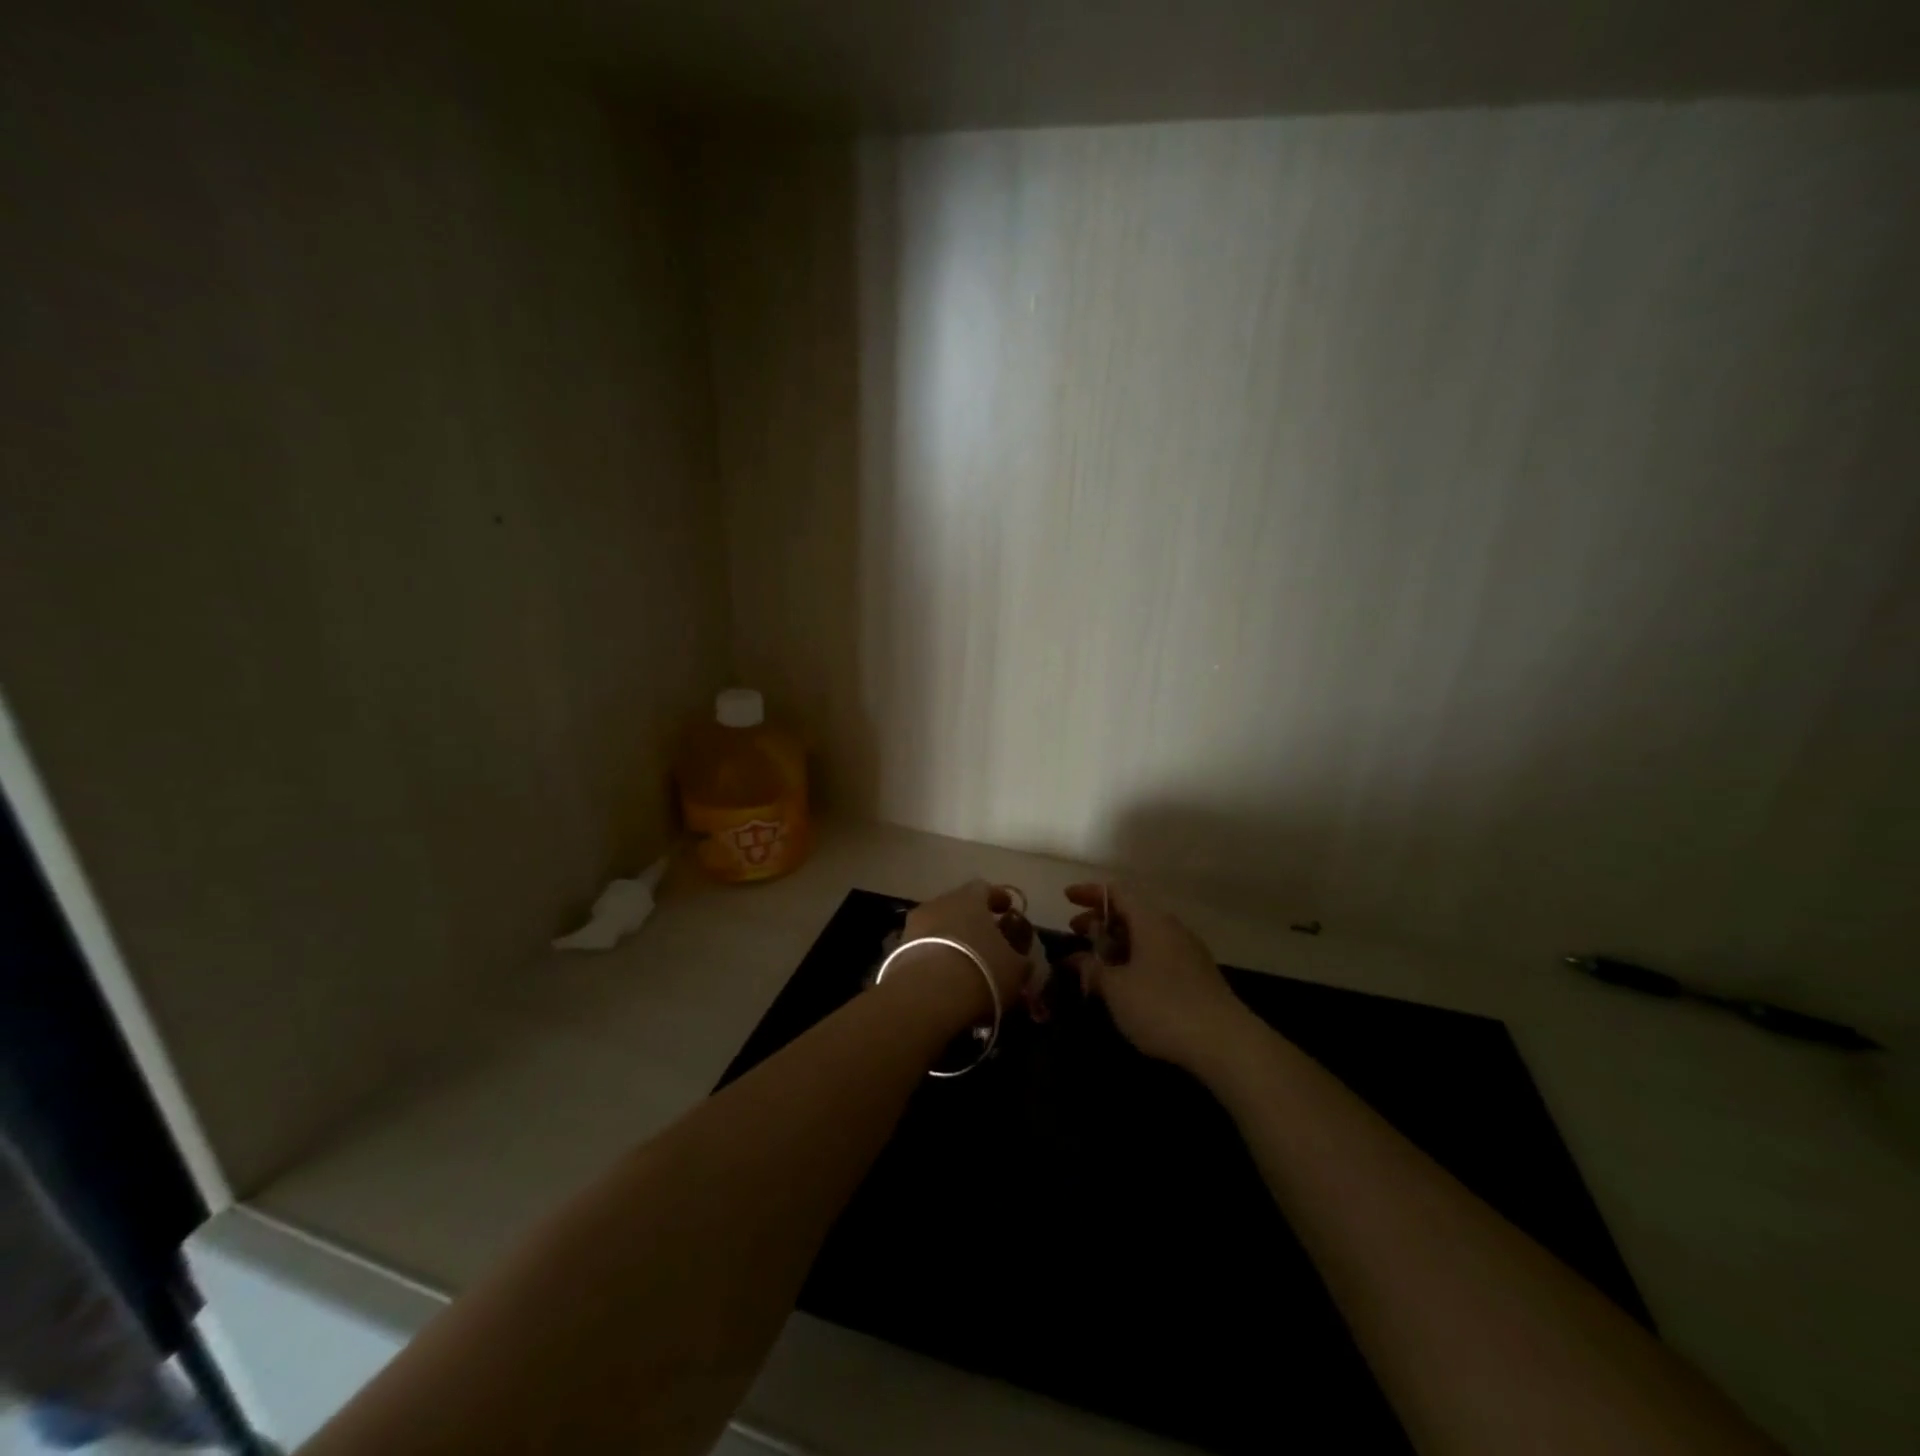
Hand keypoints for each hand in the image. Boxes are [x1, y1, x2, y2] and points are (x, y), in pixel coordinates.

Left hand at [884, 880, 1034, 1025]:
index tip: (1008, 911)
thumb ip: (1021, 958)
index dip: (998, 899)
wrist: (928, 994)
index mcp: (970, 897)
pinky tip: (944, 977)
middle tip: (986, 940)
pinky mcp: (898, 949)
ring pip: (938, 926)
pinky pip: (922, 947)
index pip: (985, 888)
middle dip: (972, 920)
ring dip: (951, 938)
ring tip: (965, 962)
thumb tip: (1022, 958)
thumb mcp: (1016, 968)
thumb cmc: (981, 969)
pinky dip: (935, 956)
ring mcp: (914, 924)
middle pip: (958, 905)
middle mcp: (939, 902)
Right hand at [1066, 882, 1250, 1070]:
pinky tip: (1125, 984)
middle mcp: (1170, 928)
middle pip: (1131, 913)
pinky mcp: (1197, 976)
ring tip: (1096, 963)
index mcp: (1150, 920)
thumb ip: (1092, 969)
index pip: (1116, 892)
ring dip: (1117, 944)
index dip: (1089, 893)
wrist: (1225, 1043)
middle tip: (1076, 935)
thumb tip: (1076, 959)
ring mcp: (1187, 952)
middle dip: (1100, 922)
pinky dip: (1135, 959)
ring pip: (1145, 936)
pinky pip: (1157, 955)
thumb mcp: (1116, 989)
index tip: (1067, 898)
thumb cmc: (1162, 1007)